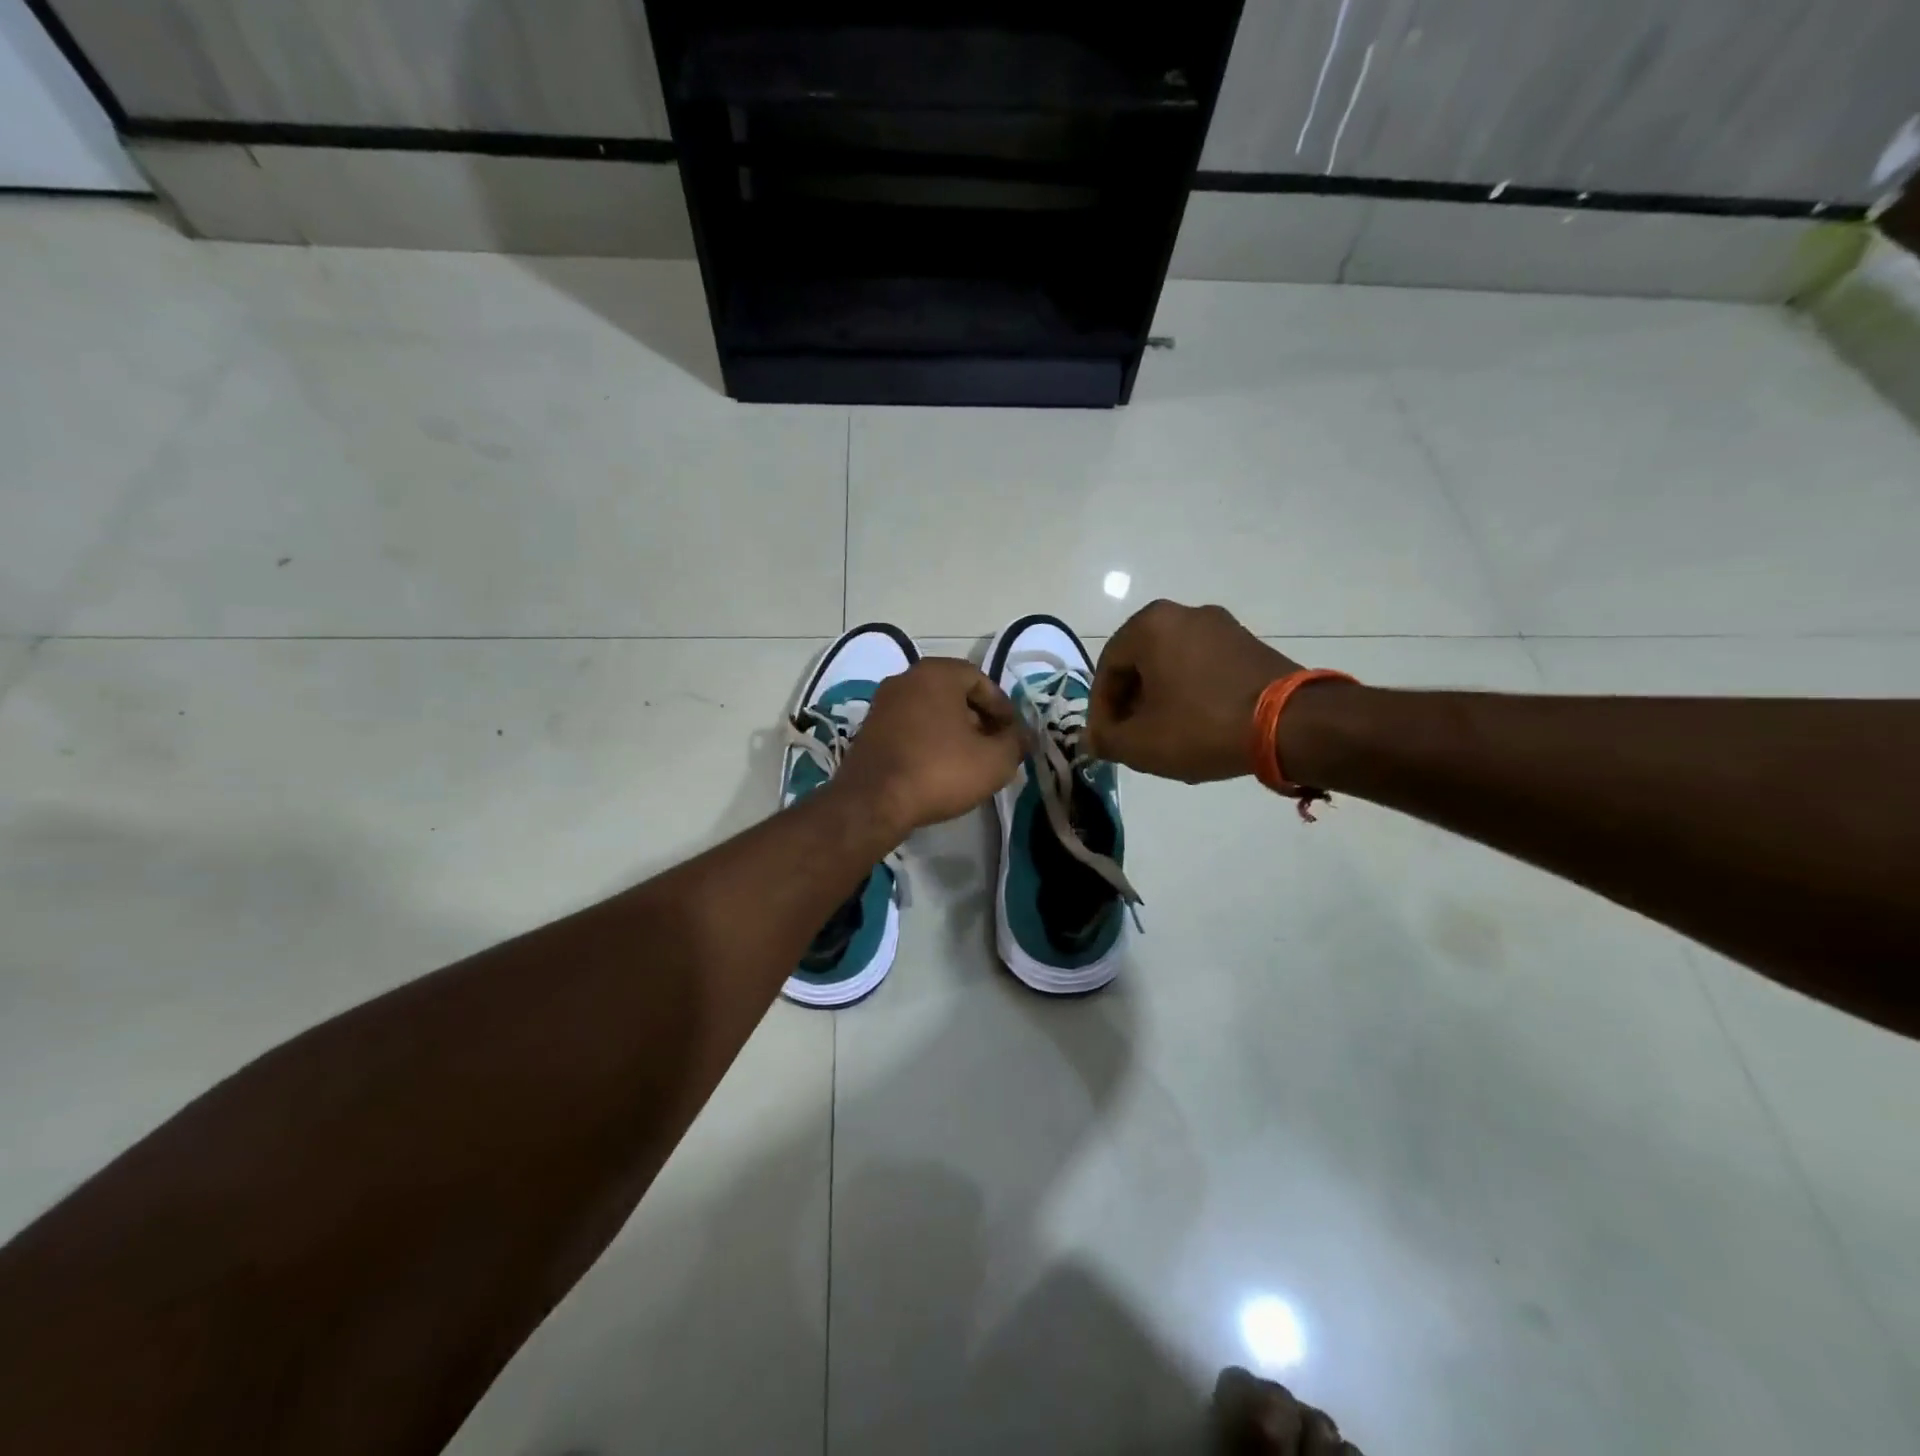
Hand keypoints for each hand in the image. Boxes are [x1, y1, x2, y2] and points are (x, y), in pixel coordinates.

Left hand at [834, 657, 1023, 833]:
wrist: (873, 801)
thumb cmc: (939, 770)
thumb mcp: (994, 761)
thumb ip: (1016, 743)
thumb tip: (1024, 736)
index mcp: (936, 673)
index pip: (981, 680)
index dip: (1003, 707)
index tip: (1012, 735)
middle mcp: (906, 678)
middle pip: (954, 693)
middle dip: (978, 718)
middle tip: (994, 747)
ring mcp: (883, 703)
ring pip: (931, 710)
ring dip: (953, 730)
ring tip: (970, 760)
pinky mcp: (869, 729)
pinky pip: (910, 726)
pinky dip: (929, 740)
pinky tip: (939, 767)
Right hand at [1088, 600, 1306, 782]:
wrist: (1291, 724)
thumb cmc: (1202, 726)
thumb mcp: (1140, 743)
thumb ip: (1106, 739)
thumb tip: (1093, 739)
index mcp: (1150, 625)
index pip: (1106, 669)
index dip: (1100, 711)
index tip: (1106, 741)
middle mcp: (1184, 613)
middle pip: (1140, 663)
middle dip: (1131, 703)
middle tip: (1132, 738)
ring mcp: (1222, 625)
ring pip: (1172, 665)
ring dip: (1160, 699)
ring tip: (1164, 736)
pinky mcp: (1250, 643)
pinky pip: (1203, 667)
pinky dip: (1191, 693)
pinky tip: (1198, 726)